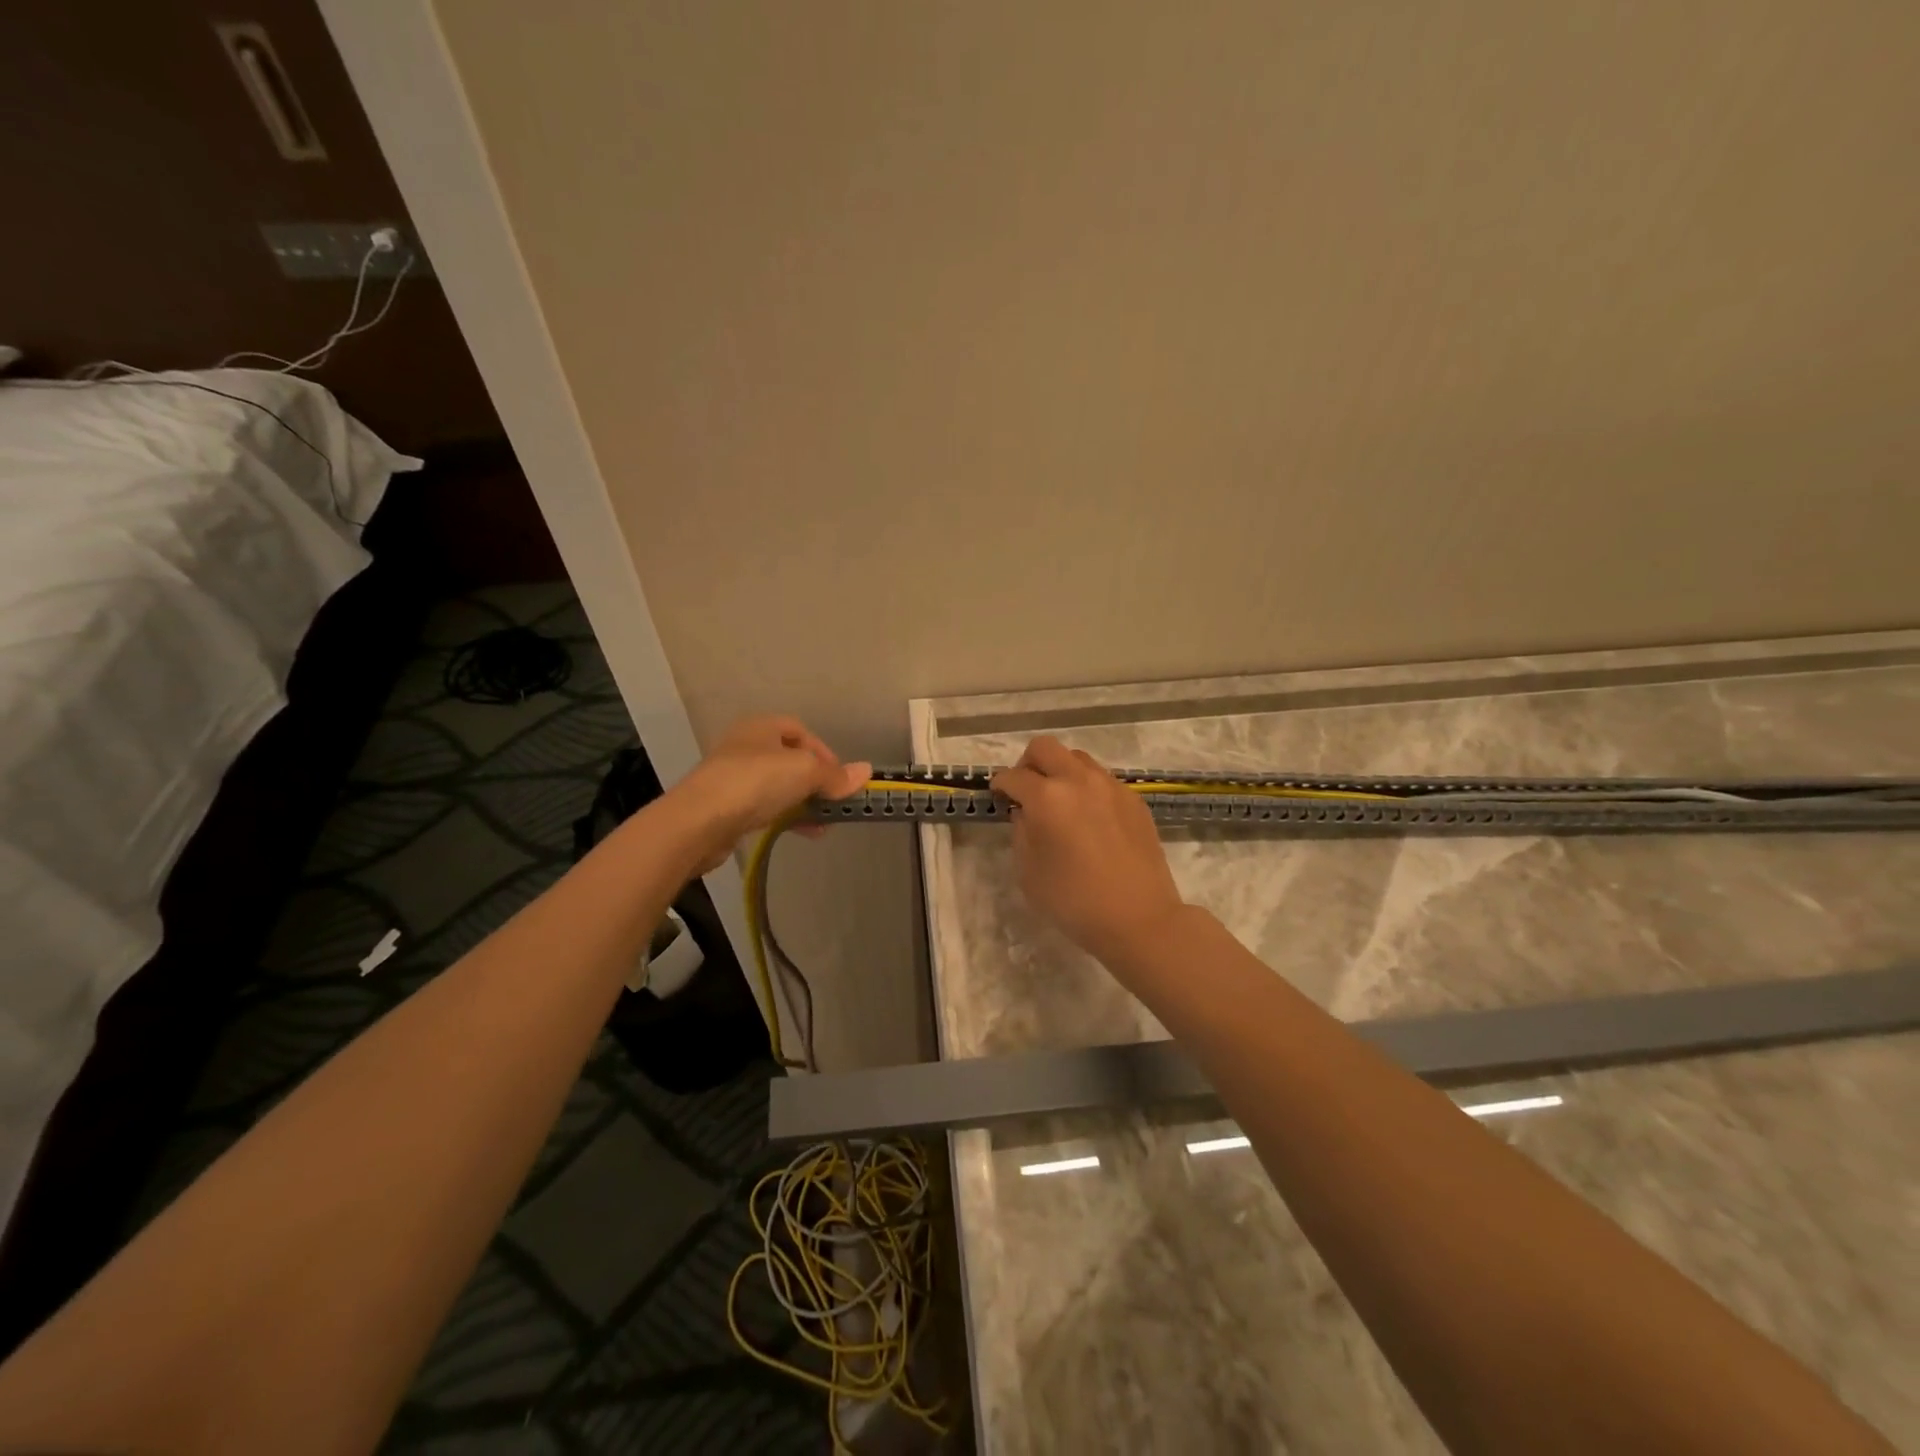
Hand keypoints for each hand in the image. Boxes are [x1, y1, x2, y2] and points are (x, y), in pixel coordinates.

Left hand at [670, 716, 869, 871]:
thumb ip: (835, 775)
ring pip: (778, 786)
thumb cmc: (755, 783)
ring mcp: (732, 777)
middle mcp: (745, 746)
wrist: (698, 821)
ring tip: (822, 824)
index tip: (840, 777)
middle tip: (833, 802)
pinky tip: (801, 832)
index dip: (824, 752)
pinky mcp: (725, 806)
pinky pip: (764, 807)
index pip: (800, 731)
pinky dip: (785, 816)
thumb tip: (866, 771)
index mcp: (761, 727)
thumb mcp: (805, 772)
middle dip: (815, 781)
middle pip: (790, 760)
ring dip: (803, 802)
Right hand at [991, 737, 1186, 965]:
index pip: (1014, 776)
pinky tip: (1090, 820)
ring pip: (1077, 759)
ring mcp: (1111, 786)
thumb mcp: (1028, 872)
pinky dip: (1087, 789)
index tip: (999, 796)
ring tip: (1061, 803)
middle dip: (1028, 764)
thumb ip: (1021, 833)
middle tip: (1027, 790)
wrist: (1139, 918)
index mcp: (1047, 797)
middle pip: (1045, 748)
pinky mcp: (1134, 799)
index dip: (1000, 785)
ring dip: (1061, 772)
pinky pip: (1102, 780)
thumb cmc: (1074, 901)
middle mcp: (1079, 780)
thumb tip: (1026, 813)